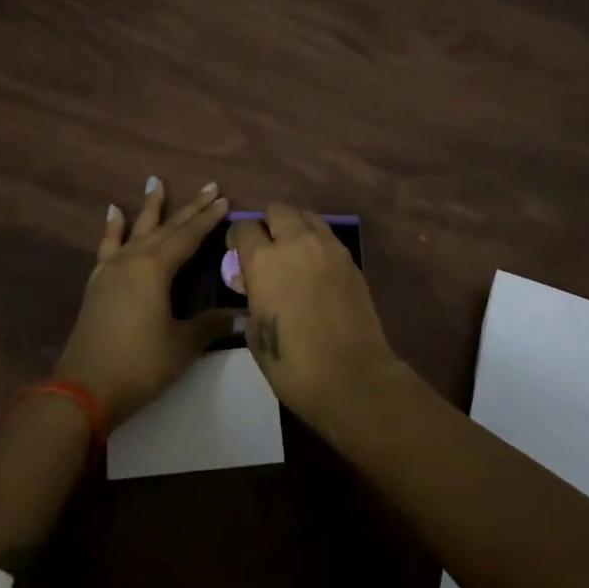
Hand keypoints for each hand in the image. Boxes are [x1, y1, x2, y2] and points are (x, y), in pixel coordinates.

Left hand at [55, 177, 236, 427]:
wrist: (83, 389)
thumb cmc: (139, 364)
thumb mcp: (182, 345)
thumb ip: (210, 324)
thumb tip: (241, 315)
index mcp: (156, 268)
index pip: (189, 236)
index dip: (208, 219)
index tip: (224, 199)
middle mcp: (134, 259)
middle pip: (166, 227)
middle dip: (190, 207)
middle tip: (208, 186)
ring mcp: (112, 269)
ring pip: (136, 229)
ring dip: (149, 206)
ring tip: (154, 181)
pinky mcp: (97, 282)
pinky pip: (107, 245)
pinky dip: (112, 227)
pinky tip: (113, 212)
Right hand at [227, 204, 401, 431]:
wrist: (352, 377)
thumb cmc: (294, 365)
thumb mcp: (255, 334)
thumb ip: (252, 298)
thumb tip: (255, 286)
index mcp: (263, 261)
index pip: (244, 228)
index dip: (236, 237)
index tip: (236, 250)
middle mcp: (294, 243)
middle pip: (277, 210)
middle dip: (268, 223)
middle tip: (267, 246)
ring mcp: (326, 247)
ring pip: (306, 216)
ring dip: (295, 226)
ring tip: (293, 251)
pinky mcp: (349, 258)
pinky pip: (327, 235)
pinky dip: (316, 241)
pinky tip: (315, 265)